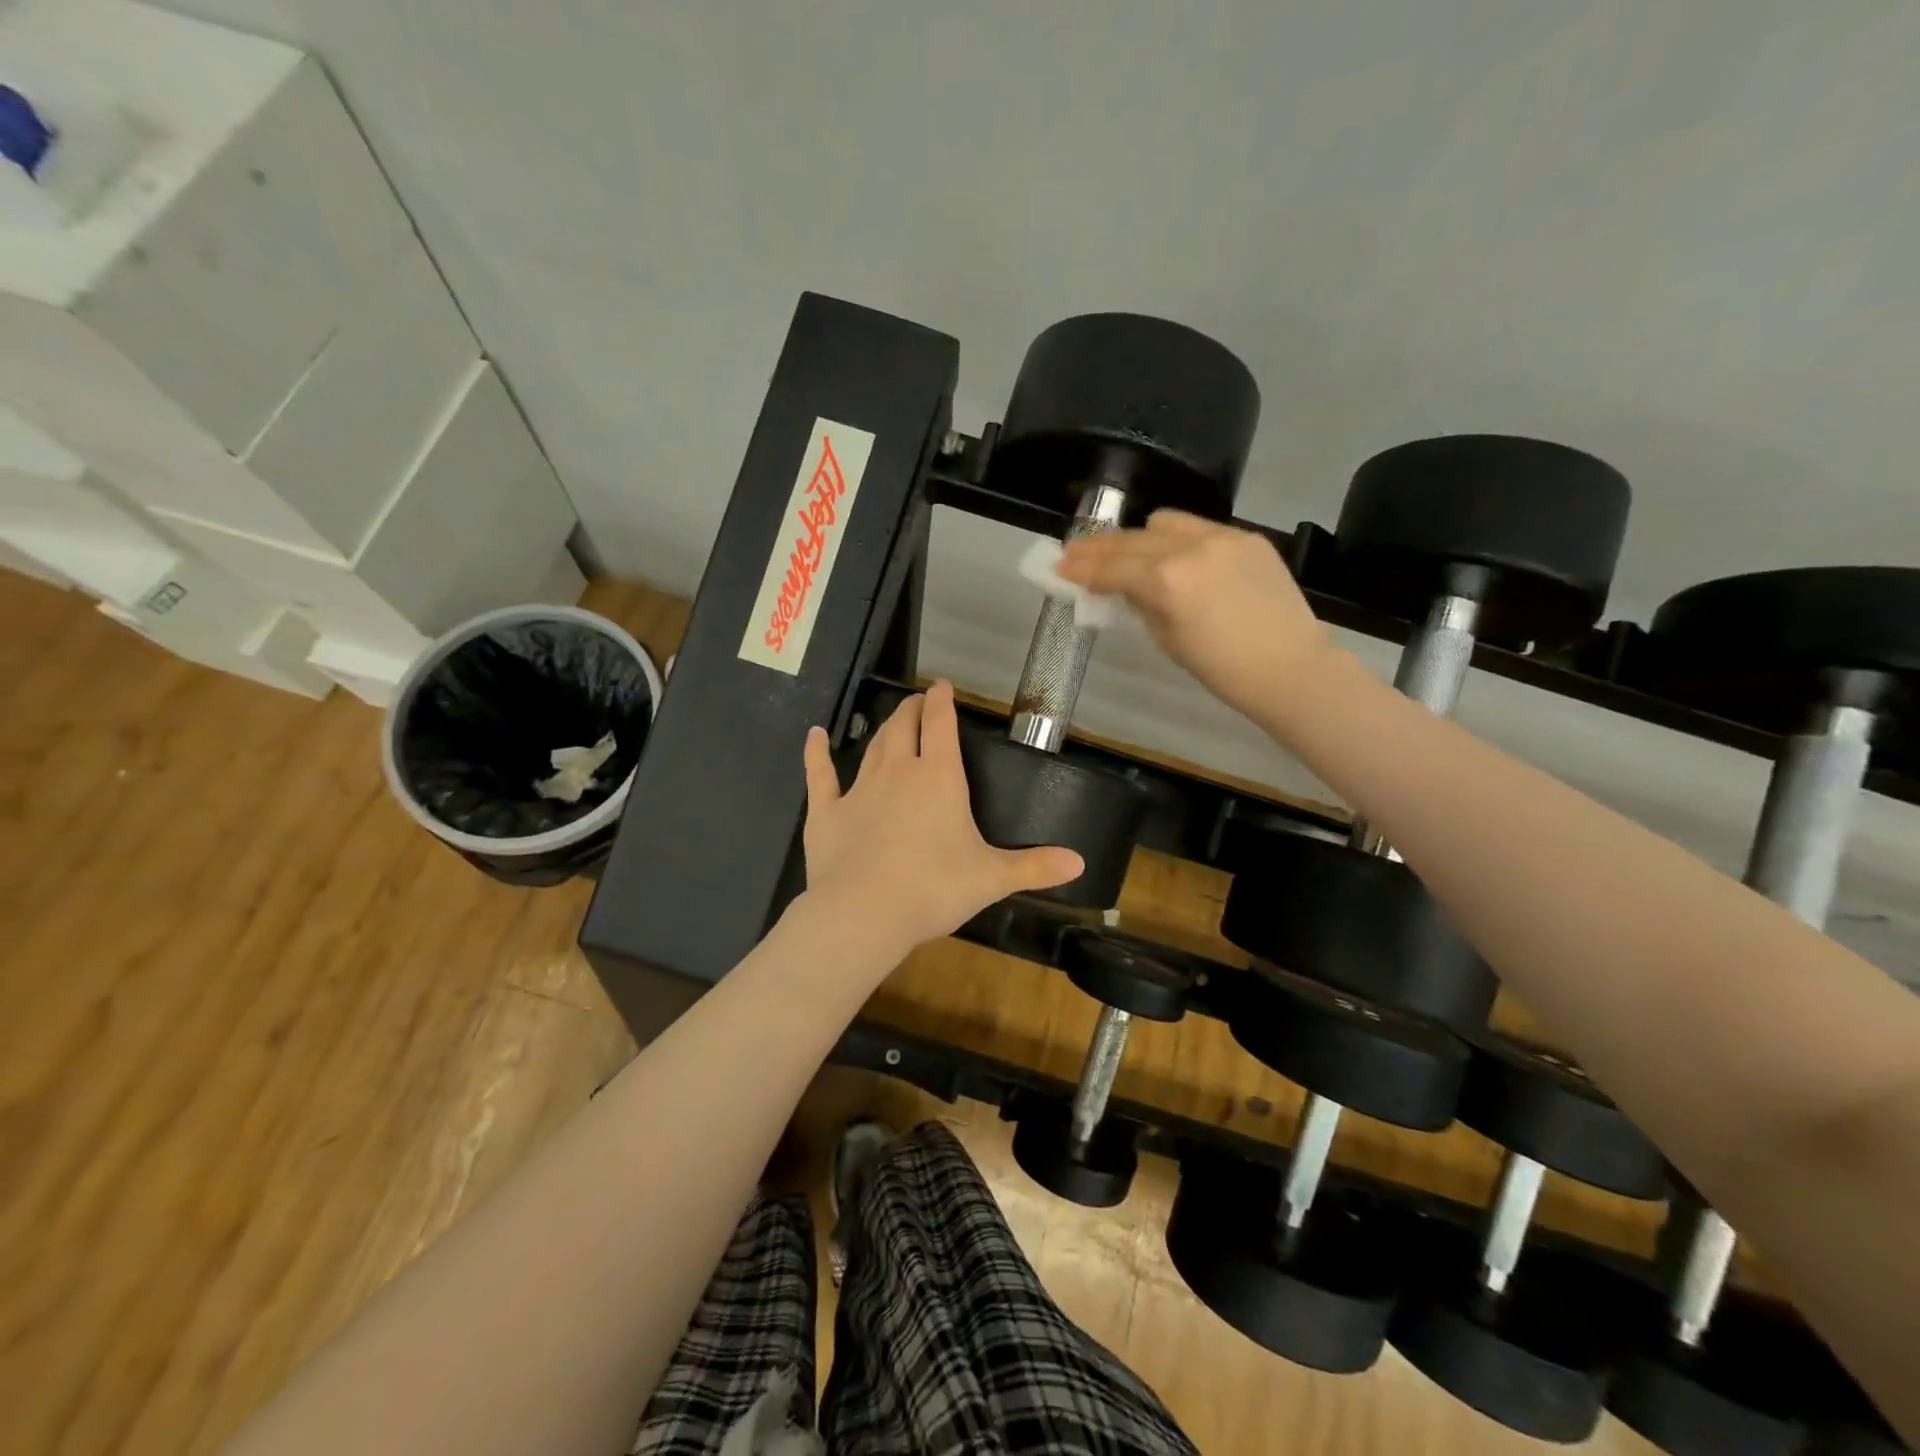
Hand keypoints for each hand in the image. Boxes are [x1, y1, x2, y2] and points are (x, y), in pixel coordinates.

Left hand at [801, 681, 1083, 954]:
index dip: (942, 702)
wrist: (864, 913)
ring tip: (891, 720)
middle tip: (917, 701)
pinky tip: (814, 736)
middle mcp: (898, 772)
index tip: (942, 686)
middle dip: (912, 710)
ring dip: (883, 729)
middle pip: (904, 727)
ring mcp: (859, 789)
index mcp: (939, 778)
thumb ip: (1034, 867)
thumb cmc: (934, 889)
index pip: (941, 725)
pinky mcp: (826, 811)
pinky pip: (820, 775)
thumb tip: (1080, 862)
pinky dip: (816, 754)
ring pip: (872, 746)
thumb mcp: (991, 878)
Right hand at [1057, 509, 1332, 719]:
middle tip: (1078, 554)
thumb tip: (1122, 586)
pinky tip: (1178, 560)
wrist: (1290, 668)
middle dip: (1101, 548)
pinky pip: (1201, 528)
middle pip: (1132, 539)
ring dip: (1141, 537)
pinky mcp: (1248, 537)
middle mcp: (1190, 547)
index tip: (1060, 566)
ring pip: (1166, 522)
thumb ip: (1140, 603)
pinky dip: (1180, 541)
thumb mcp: (1166, 639)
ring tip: (1131, 554)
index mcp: (1166, 580)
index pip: (1112, 567)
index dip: (1082, 568)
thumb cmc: (1222, 669)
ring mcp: (1223, 537)